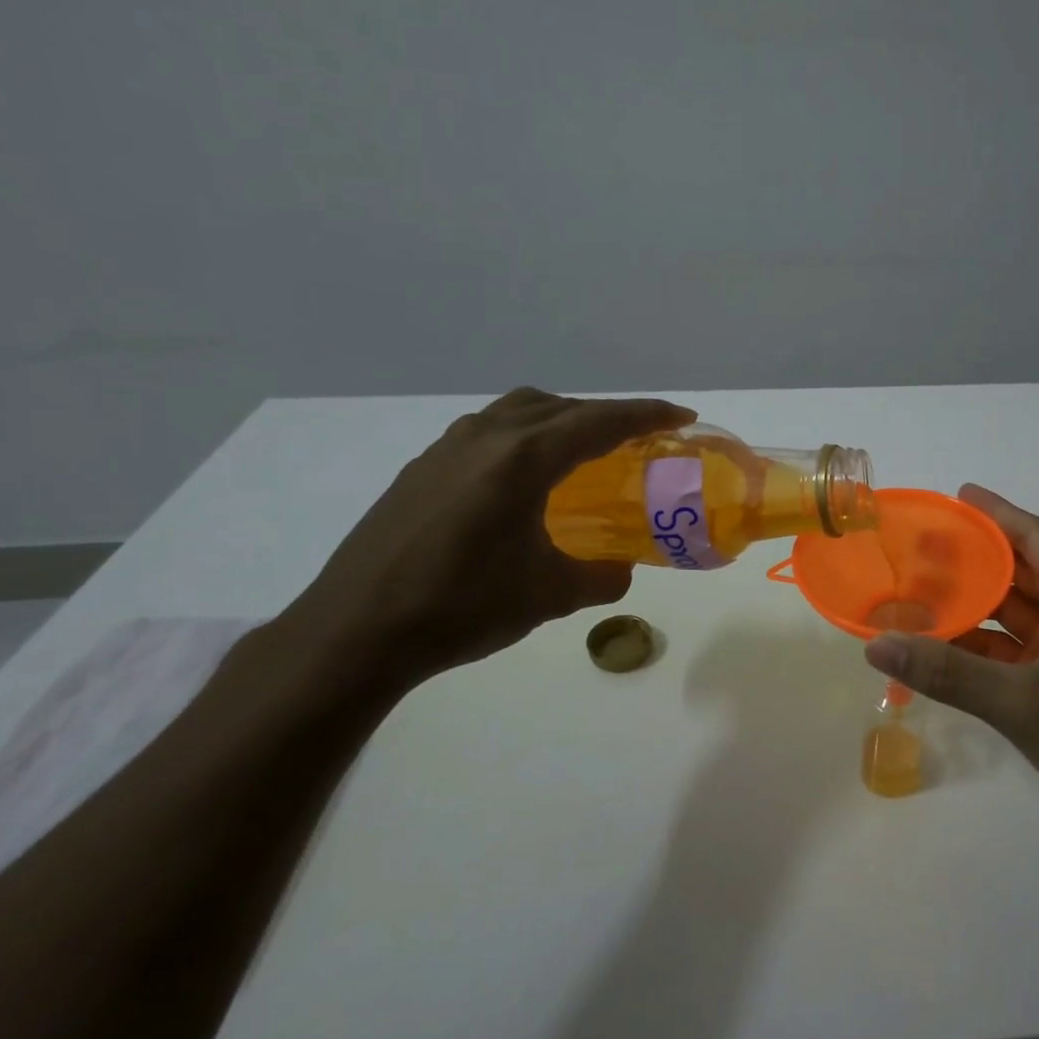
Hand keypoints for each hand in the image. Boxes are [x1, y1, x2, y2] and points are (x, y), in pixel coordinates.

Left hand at [275, 388, 693, 691]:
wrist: (356, 631)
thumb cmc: (462, 607)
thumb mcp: (549, 595)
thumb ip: (600, 578)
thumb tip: (621, 570)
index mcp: (522, 460)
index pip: (599, 422)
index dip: (646, 416)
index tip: (682, 417)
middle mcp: (486, 438)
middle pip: (560, 407)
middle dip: (607, 415)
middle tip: (640, 438)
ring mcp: (447, 449)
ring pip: (519, 411)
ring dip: (562, 419)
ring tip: (586, 449)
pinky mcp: (422, 468)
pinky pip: (489, 431)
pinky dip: (524, 435)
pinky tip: (525, 476)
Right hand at [863, 484, 1038, 852]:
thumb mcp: (1023, 702)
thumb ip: (949, 673)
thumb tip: (878, 644)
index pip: (1038, 540)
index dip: (999, 514)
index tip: (959, 495)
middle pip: (1023, 575)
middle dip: (976, 560)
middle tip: (923, 546)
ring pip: (1014, 617)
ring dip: (973, 607)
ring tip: (920, 593)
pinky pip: (1011, 655)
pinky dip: (977, 650)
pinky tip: (939, 649)